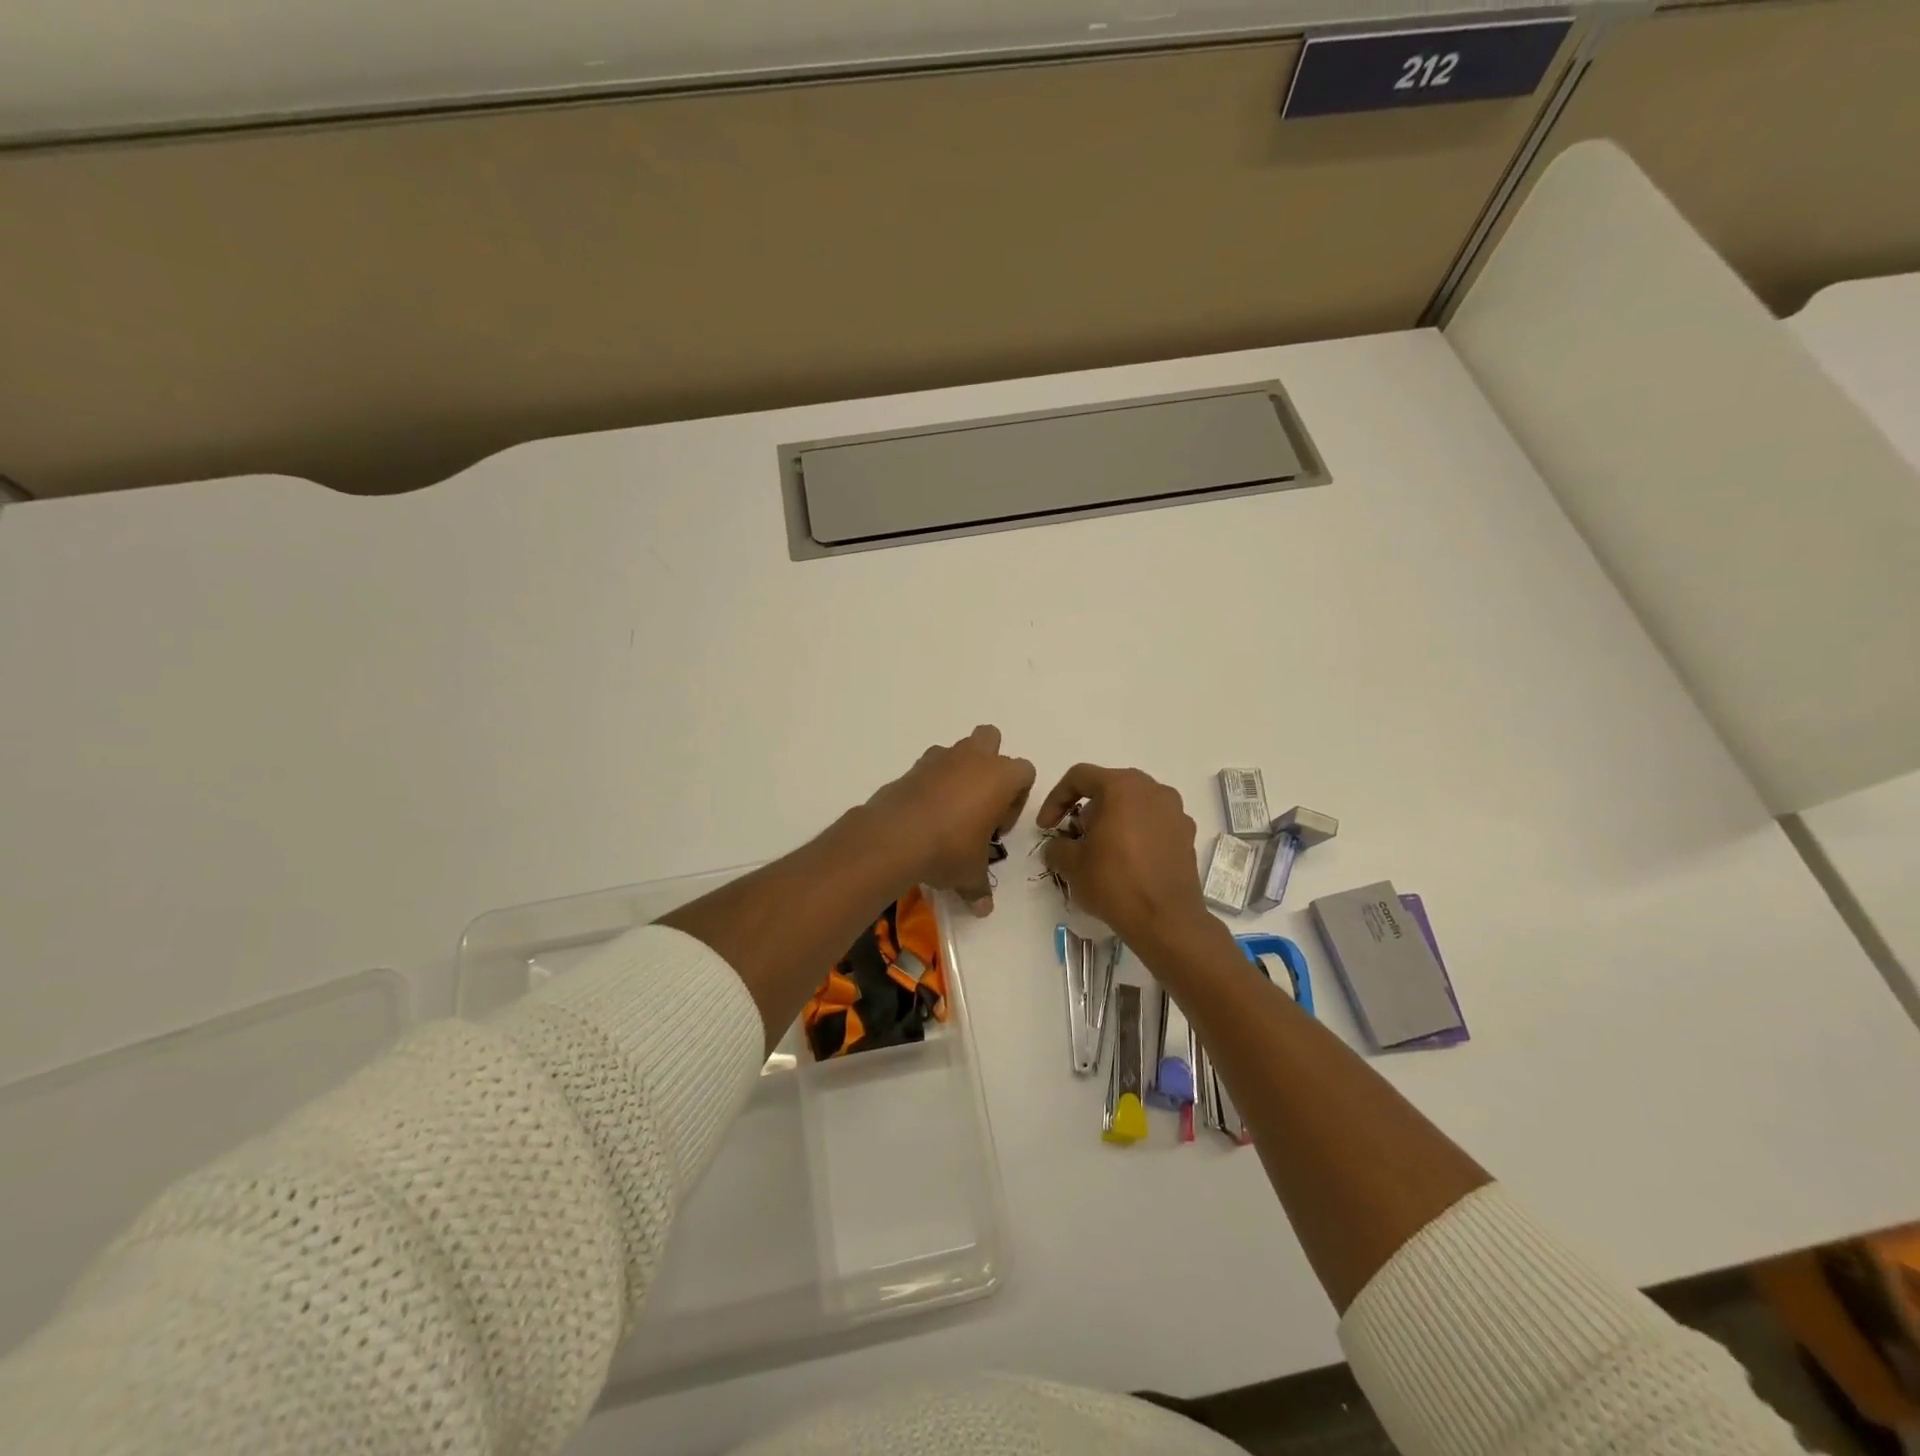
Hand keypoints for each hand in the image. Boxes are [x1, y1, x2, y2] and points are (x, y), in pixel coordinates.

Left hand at [866, 725, 1035, 914]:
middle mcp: (972, 758)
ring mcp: (938, 759)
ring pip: (957, 751)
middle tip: (980, 803)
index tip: (998, 829)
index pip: (1025, 772)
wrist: (895, 838)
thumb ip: (980, 887)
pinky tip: (924, 816)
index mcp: (1000, 776)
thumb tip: (983, 909)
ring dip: (958, 773)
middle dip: (989, 764)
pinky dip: (930, 784)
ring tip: (948, 812)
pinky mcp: (911, 768)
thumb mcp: (970, 874)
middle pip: (990, 739)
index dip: (1016, 800)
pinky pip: (929, 768)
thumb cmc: (949, 849)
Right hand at [1038, 764, 1215, 950]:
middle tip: (1074, 838)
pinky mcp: (1187, 835)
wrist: (1166, 920)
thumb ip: (1056, 846)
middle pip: (1109, 788)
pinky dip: (1136, 835)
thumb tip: (1057, 846)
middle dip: (1086, 810)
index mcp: (1122, 786)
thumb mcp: (1071, 864)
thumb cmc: (1114, 882)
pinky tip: (1127, 862)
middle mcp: (1153, 789)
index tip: (1046, 827)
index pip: (1079, 777)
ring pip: (1134, 805)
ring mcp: (1175, 811)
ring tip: (1101, 851)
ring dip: (1113, 821)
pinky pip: (1153, 824)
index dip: (1055, 799)